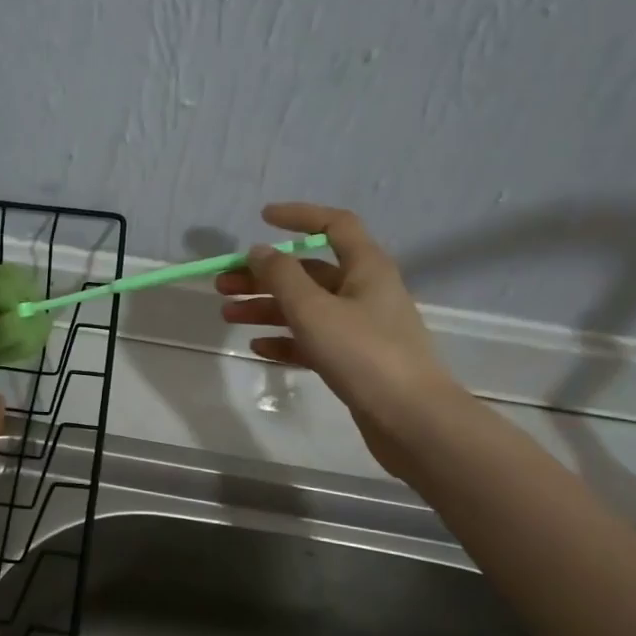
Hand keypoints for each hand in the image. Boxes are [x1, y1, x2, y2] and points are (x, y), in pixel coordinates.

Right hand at [215, 203, 465, 466]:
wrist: (411, 419)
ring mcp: (360, 327)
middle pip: (308, 272)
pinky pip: (312, 340)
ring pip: (306, 307)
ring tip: (229, 315)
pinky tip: (258, 347)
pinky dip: (285, 340)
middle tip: (223, 285)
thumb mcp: (314, 310)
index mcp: (365, 267)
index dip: (299, 216)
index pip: (333, 225)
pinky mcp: (354, 360)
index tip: (261, 219)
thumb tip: (260, 250)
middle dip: (264, 275)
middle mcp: (365, 291)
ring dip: (267, 307)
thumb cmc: (363, 354)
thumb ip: (282, 276)